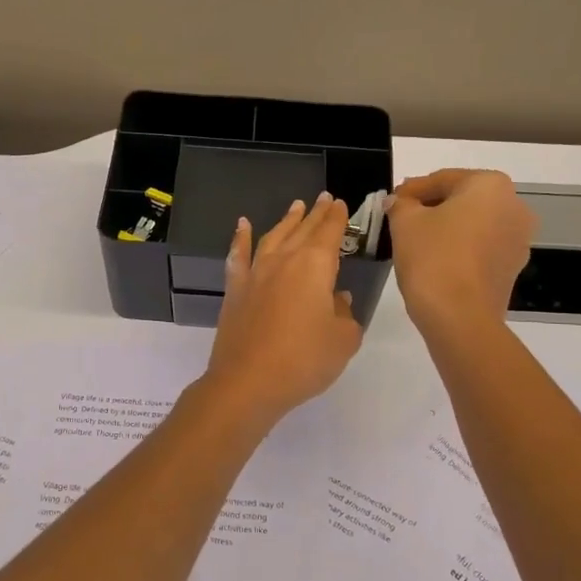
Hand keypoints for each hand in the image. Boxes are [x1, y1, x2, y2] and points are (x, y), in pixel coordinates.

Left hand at [202, 192, 362, 424]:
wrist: (248, 381)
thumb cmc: (304, 360)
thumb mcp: (342, 340)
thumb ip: (345, 315)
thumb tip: (337, 300)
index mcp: (315, 267)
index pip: (329, 233)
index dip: (336, 218)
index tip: (340, 203)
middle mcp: (284, 261)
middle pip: (302, 230)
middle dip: (315, 214)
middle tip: (323, 198)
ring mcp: (255, 273)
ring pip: (273, 237)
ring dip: (286, 221)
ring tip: (295, 207)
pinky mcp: (235, 290)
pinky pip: (238, 256)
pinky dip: (240, 238)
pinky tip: (242, 225)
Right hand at [387, 169, 535, 334]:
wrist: (460, 317)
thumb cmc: (433, 258)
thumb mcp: (405, 222)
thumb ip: (400, 204)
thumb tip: (400, 202)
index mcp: (490, 185)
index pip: (442, 179)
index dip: (411, 189)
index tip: (391, 202)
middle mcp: (514, 206)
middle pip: (463, 199)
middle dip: (432, 207)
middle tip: (401, 219)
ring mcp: (519, 239)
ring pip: (474, 224)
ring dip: (448, 228)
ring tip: (416, 242)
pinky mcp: (513, 267)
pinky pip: (481, 247)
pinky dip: (460, 248)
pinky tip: (436, 260)